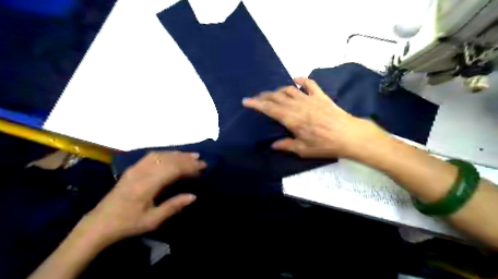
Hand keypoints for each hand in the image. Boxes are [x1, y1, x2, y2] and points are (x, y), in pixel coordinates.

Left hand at [75, 153, 203, 247]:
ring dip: (178, 154)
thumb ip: (173, 206)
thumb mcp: (153, 221)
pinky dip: (166, 153)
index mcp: (146, 185)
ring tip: (191, 155)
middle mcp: (142, 173)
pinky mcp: (132, 168)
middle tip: (201, 160)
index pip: (173, 169)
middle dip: (187, 159)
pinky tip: (173, 155)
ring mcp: (136, 169)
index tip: (202, 167)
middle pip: (168, 160)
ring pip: (161, 155)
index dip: (189, 167)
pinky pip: (152, 156)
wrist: (100, 223)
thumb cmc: (128, 223)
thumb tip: (193, 196)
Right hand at [243, 78, 386, 158]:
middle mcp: (297, 105)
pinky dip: (301, 80)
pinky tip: (296, 80)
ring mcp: (309, 98)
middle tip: (257, 98)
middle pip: (277, 97)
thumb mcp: (303, 150)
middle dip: (264, 96)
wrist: (349, 135)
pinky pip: (309, 84)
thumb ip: (286, 146)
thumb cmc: (325, 144)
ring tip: (273, 93)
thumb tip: (273, 145)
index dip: (256, 104)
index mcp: (291, 119)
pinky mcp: (321, 96)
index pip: (269, 108)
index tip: (246, 101)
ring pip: (289, 90)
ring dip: (278, 90)